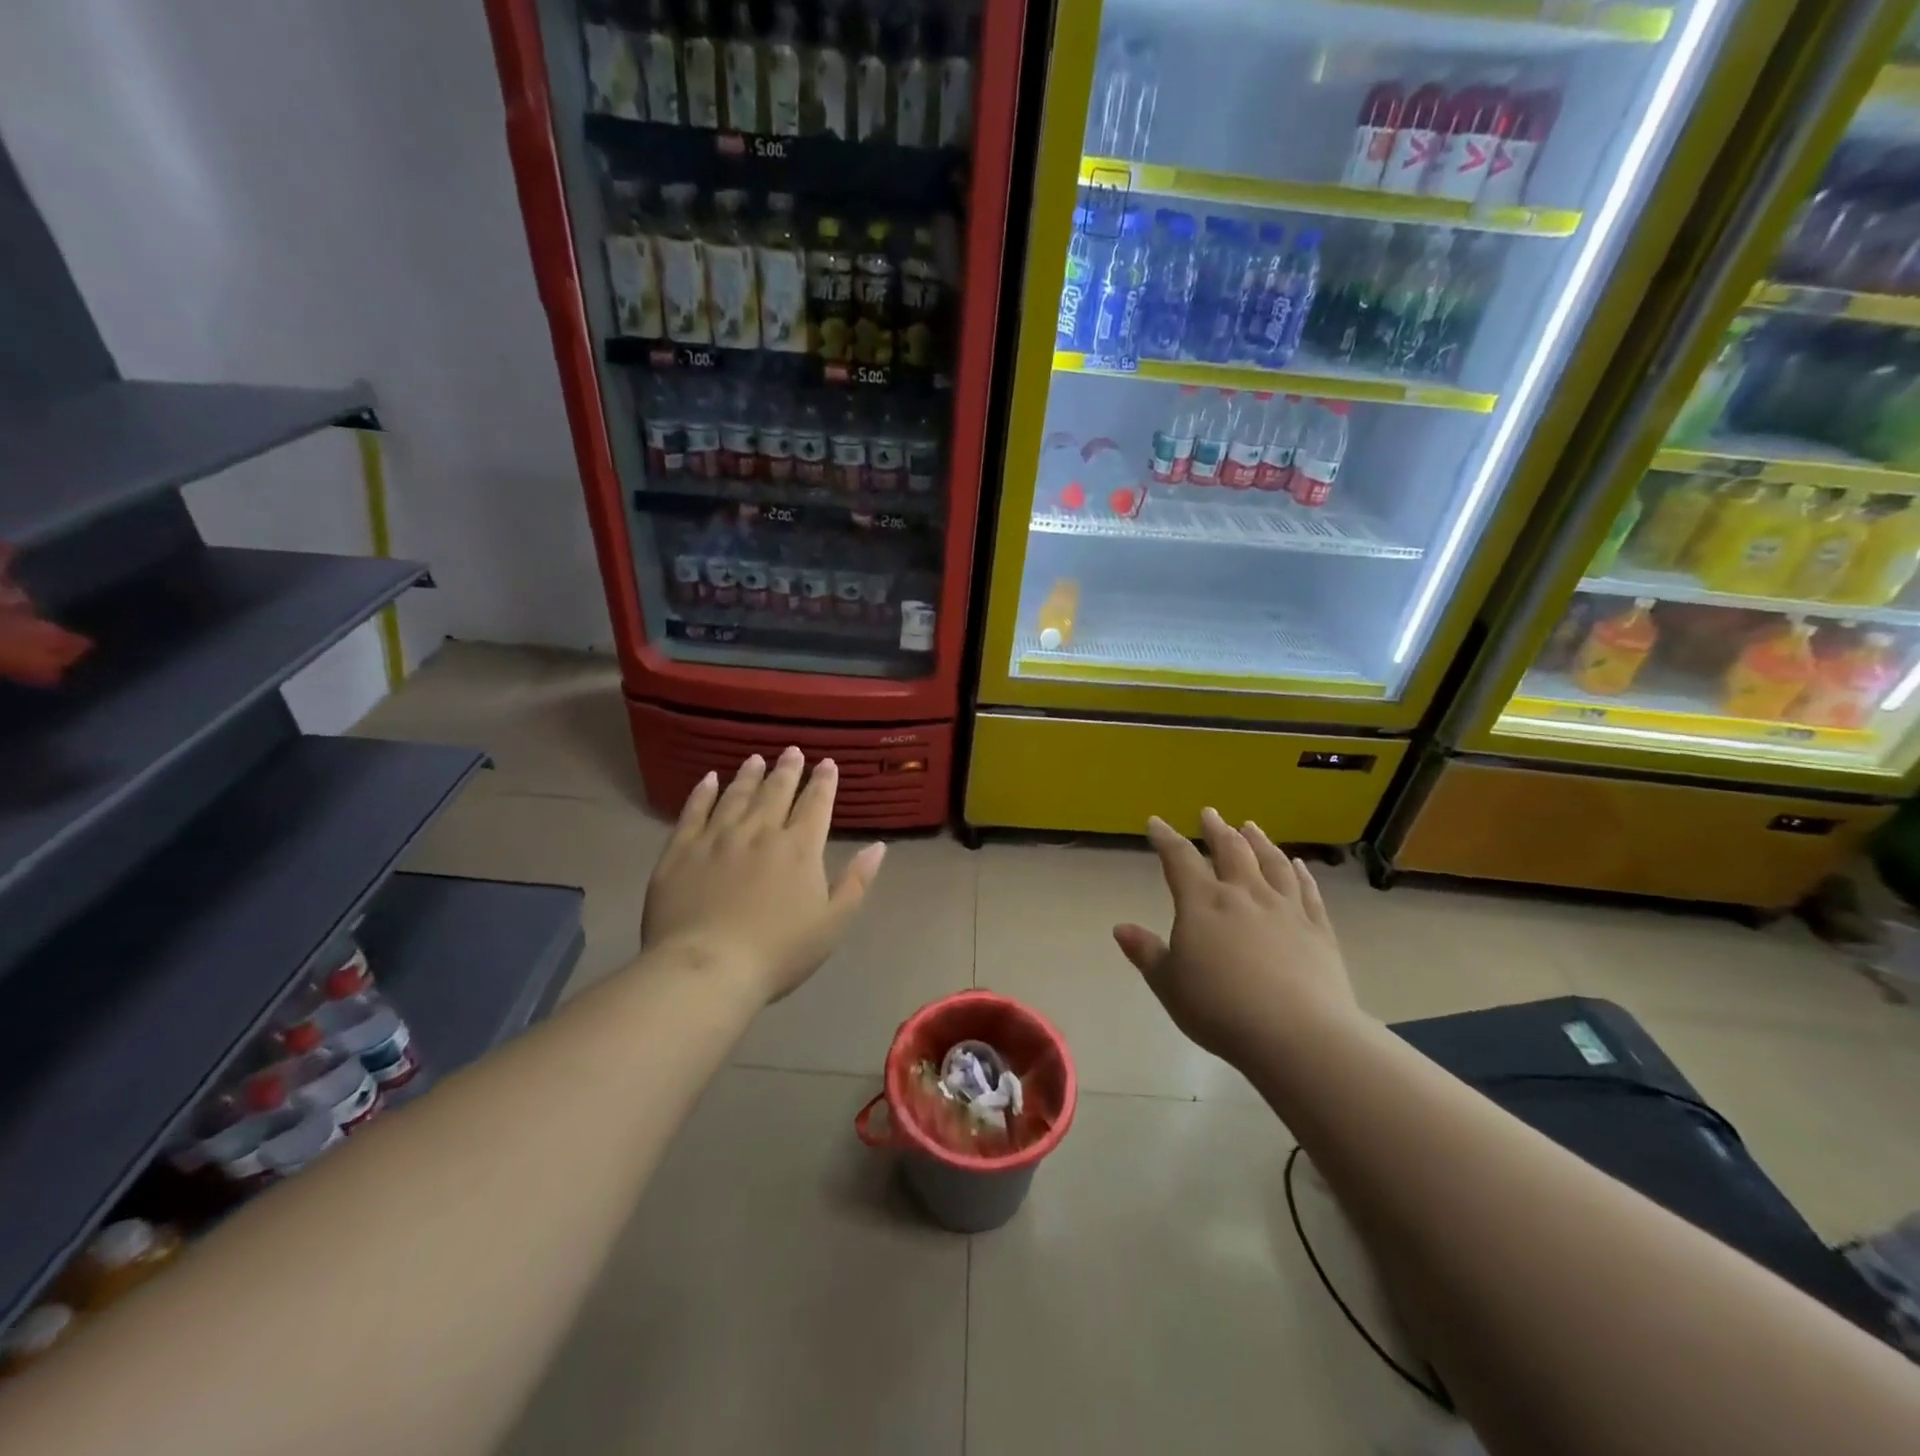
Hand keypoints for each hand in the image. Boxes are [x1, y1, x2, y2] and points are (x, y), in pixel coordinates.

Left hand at [643, 748, 885, 1004]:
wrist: (706, 969)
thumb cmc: (778, 952)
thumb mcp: (832, 924)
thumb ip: (856, 882)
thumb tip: (878, 846)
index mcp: (799, 848)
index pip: (815, 804)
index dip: (823, 782)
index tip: (828, 763)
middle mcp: (760, 831)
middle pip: (776, 792)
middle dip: (788, 770)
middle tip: (792, 751)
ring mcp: (717, 837)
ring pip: (737, 795)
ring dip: (749, 775)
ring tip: (756, 758)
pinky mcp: (681, 849)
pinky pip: (694, 810)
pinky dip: (703, 792)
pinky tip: (708, 778)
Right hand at [1114, 809, 1363, 1070]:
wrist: (1298, 1035)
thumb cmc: (1221, 1009)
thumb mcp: (1169, 985)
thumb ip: (1146, 953)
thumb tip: (1120, 928)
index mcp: (1203, 903)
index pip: (1179, 859)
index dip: (1165, 838)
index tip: (1156, 822)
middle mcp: (1244, 895)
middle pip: (1230, 850)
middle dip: (1216, 829)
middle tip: (1209, 813)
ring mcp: (1285, 909)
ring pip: (1271, 863)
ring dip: (1259, 841)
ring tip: (1251, 826)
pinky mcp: (1318, 929)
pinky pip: (1308, 891)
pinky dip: (1300, 873)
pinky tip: (1298, 865)